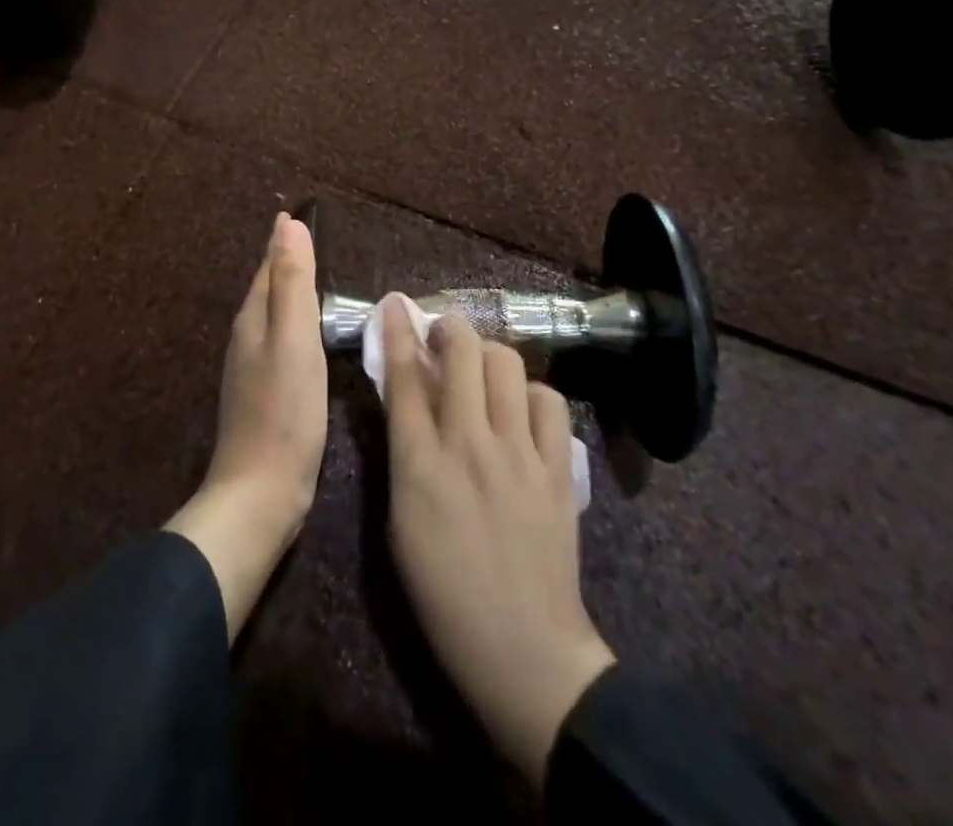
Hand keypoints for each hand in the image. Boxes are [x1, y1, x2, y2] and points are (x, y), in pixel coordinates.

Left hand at [165, 213, 326, 639]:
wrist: (260, 492)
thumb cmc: (284, 410)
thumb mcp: (294, 338)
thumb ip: (292, 282)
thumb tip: (287, 223)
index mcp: (253, 319)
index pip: (268, 266)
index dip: (283, 240)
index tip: (297, 213)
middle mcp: (248, 337)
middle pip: (267, 289)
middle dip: (284, 262)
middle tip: (310, 239)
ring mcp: (254, 369)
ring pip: (273, 317)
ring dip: (290, 293)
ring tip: (316, 280)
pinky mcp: (266, 395)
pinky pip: (282, 344)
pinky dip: (296, 327)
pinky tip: (312, 337)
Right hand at [382, 299, 614, 783]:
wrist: (523, 649)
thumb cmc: (443, 592)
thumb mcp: (400, 520)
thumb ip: (403, 451)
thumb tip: (408, 397)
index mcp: (420, 463)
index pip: (405, 375)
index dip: (398, 331)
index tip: (394, 304)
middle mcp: (469, 443)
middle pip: (462, 352)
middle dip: (449, 327)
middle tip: (443, 336)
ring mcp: (520, 453)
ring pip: (507, 364)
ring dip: (489, 354)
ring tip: (482, 370)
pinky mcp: (558, 468)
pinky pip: (551, 402)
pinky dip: (533, 394)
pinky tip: (524, 410)